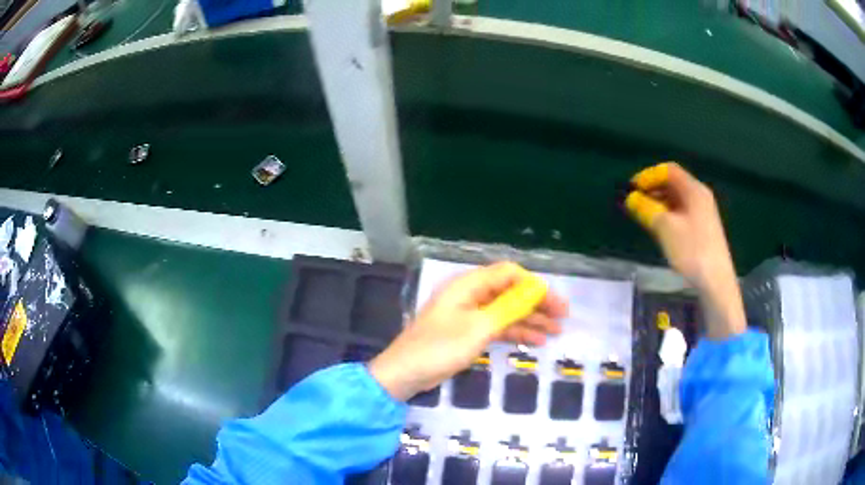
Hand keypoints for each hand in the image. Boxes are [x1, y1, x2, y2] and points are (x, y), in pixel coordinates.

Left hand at [368, 262, 567, 400]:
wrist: (406, 373)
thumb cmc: (441, 347)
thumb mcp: (479, 327)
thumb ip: (510, 307)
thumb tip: (536, 289)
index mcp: (469, 285)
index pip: (509, 274)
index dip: (534, 286)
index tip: (555, 302)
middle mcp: (470, 295)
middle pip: (510, 292)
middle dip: (537, 304)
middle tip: (562, 317)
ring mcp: (469, 315)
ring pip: (506, 311)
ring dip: (530, 320)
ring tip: (556, 332)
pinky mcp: (468, 332)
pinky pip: (497, 326)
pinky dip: (515, 332)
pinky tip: (535, 341)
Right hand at [625, 162, 745, 338]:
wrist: (716, 281)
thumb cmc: (692, 250)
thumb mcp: (666, 228)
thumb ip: (647, 209)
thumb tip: (631, 198)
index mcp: (694, 190)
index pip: (669, 170)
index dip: (649, 175)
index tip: (632, 188)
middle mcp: (700, 196)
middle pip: (673, 183)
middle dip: (652, 189)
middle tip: (634, 202)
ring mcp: (703, 212)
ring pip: (677, 199)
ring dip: (658, 202)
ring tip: (643, 215)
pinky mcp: (702, 228)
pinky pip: (681, 212)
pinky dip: (667, 213)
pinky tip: (659, 227)